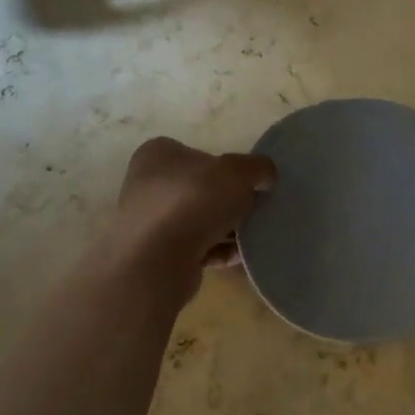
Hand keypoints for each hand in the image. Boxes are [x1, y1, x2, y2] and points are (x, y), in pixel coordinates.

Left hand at [114, 137, 274, 283]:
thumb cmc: (193, 201)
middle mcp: (148, 184)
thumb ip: (257, 168)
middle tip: (254, 211)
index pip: (200, 154)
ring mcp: (150, 221)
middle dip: (231, 202)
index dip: (228, 168)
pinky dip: (219, 252)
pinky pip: (197, 248)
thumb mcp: (237, 172)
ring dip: (227, 230)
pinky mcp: (157, 254)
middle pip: (203, 190)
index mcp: (159, 154)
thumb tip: (266, 175)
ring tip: (252, 237)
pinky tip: (240, 257)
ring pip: (200, 221)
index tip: (250, 184)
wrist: (157, 260)